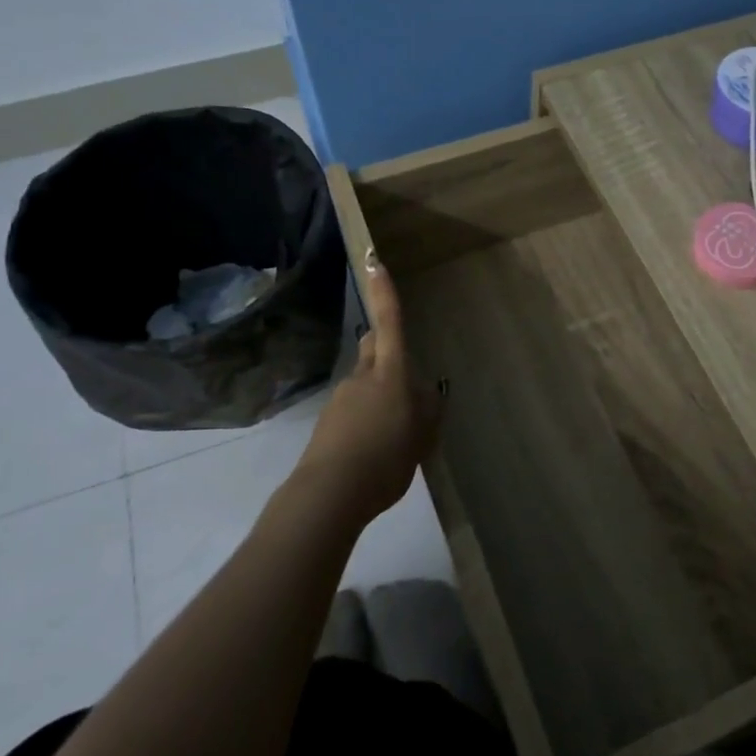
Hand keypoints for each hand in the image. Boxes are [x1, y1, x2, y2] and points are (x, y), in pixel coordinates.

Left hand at [299, 252, 442, 522]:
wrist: (330, 494)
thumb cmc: (386, 458)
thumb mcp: (422, 436)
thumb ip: (428, 409)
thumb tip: (427, 390)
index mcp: (390, 374)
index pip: (389, 323)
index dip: (385, 293)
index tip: (375, 261)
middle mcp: (362, 377)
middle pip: (373, 347)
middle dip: (386, 348)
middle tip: (405, 377)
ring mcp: (341, 398)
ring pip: (365, 382)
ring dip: (379, 394)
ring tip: (394, 435)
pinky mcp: (327, 422)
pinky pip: (353, 409)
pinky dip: (365, 419)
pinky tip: (374, 450)